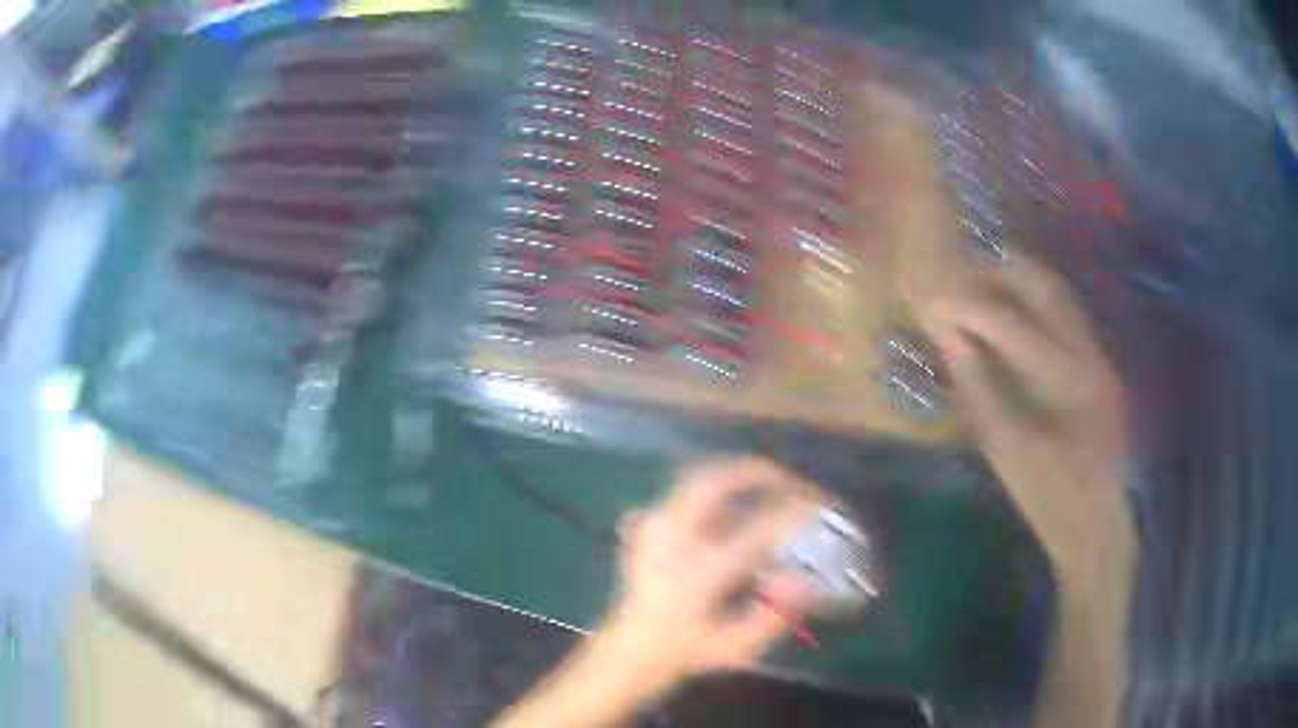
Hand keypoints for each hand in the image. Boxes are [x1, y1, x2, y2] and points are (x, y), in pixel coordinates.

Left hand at [603, 457, 819, 680]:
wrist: (633, 648)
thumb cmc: (690, 649)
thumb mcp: (737, 647)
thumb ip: (775, 616)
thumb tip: (805, 580)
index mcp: (698, 575)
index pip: (754, 531)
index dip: (792, 514)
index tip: (821, 508)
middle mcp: (672, 542)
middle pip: (714, 483)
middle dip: (759, 474)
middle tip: (792, 482)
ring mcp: (655, 528)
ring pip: (698, 478)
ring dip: (738, 475)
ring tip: (771, 483)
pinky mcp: (648, 524)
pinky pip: (686, 489)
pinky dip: (717, 485)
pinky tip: (737, 498)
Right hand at [916, 257, 1134, 579]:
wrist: (1098, 522)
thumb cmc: (1051, 498)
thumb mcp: (1008, 452)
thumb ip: (980, 391)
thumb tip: (951, 340)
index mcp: (1066, 381)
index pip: (1010, 324)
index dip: (968, 304)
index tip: (933, 295)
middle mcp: (1088, 353)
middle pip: (1043, 286)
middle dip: (996, 272)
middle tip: (957, 275)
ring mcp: (1098, 354)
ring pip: (1057, 293)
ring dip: (1017, 279)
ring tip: (980, 282)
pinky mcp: (1098, 362)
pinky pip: (1064, 312)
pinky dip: (1033, 300)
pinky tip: (1012, 311)